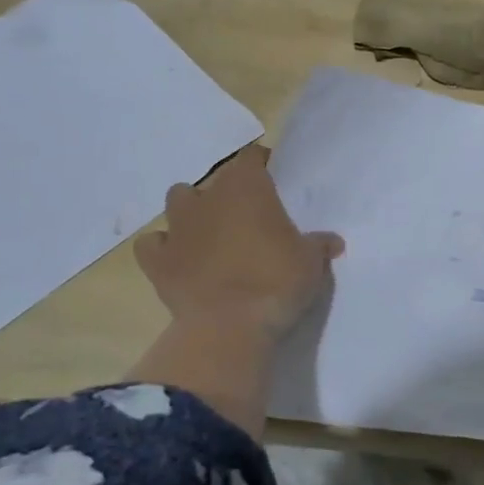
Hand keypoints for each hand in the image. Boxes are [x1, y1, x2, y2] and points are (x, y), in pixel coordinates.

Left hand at [133, 145, 343, 338]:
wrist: (230, 326)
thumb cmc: (277, 281)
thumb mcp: (311, 262)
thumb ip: (318, 245)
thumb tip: (331, 242)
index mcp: (247, 188)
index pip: (251, 158)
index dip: (260, 164)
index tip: (271, 177)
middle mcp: (208, 199)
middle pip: (213, 181)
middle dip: (226, 194)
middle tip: (245, 217)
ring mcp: (177, 229)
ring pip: (177, 202)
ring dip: (191, 213)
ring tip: (209, 234)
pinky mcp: (157, 262)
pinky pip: (152, 245)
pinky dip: (163, 248)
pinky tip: (177, 260)